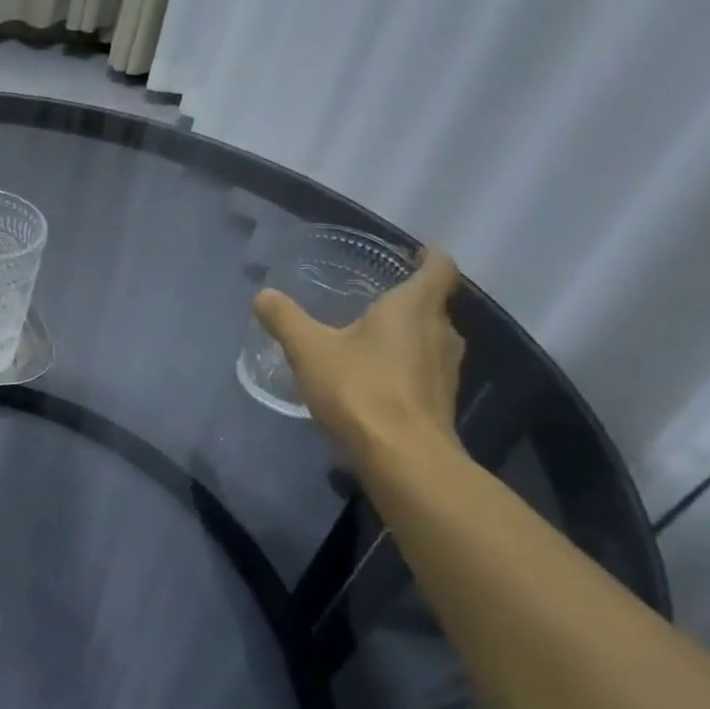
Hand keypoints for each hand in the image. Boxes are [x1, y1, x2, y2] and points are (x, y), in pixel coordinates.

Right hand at [254, 247, 465, 460]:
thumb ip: (285, 319)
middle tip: (376, 298)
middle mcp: (441, 331)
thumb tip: (263, 295)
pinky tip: (374, 377)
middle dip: (409, 299)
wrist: (402, 456)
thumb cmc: (359, 389)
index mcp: (415, 308)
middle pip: (433, 305)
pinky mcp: (440, 400)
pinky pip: (424, 369)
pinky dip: (404, 364)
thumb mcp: (309, 349)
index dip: (429, 256)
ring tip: (371, 337)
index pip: (439, 268)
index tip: (416, 251)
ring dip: (407, 334)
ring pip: (430, 338)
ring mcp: (446, 369)